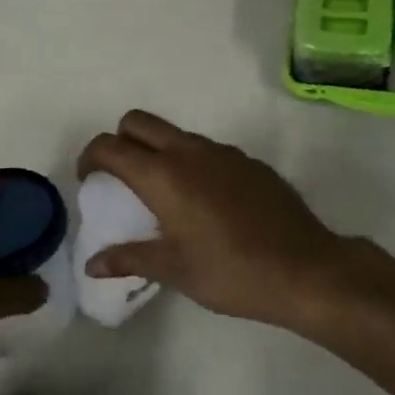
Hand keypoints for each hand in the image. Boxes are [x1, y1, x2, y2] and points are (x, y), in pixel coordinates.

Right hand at [76, 110, 351, 329]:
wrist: (305, 269)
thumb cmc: (231, 272)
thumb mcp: (174, 270)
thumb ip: (129, 258)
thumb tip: (92, 264)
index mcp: (164, 176)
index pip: (111, 146)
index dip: (90, 157)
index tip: (89, 180)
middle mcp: (190, 152)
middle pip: (138, 122)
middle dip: (120, 140)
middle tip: (121, 178)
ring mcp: (224, 153)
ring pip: (175, 134)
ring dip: (158, 151)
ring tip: (163, 195)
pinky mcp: (249, 162)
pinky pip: (207, 150)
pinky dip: (192, 163)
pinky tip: (206, 203)